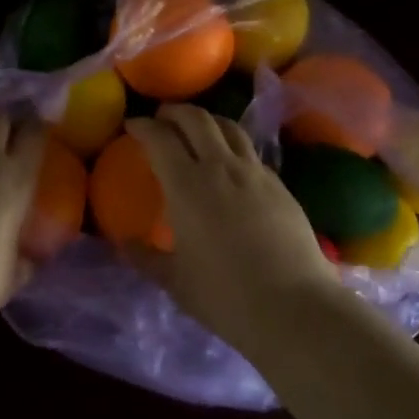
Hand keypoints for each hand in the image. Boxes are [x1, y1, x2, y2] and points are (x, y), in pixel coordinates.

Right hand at [125, 106, 340, 341]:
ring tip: (196, 129)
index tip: (131, 126)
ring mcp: (255, 173)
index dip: (142, 127)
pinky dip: (232, 145)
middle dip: (174, 112)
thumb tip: (125, 243)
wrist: (293, 306)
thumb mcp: (175, 282)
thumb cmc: (225, 296)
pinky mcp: (280, 185)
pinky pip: (250, 151)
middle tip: (161, 118)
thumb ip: (146, 258)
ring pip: (229, 127)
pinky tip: (230, 163)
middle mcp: (220, 168)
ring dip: (207, 120)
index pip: (160, 139)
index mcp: (186, 186)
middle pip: (196, 120)